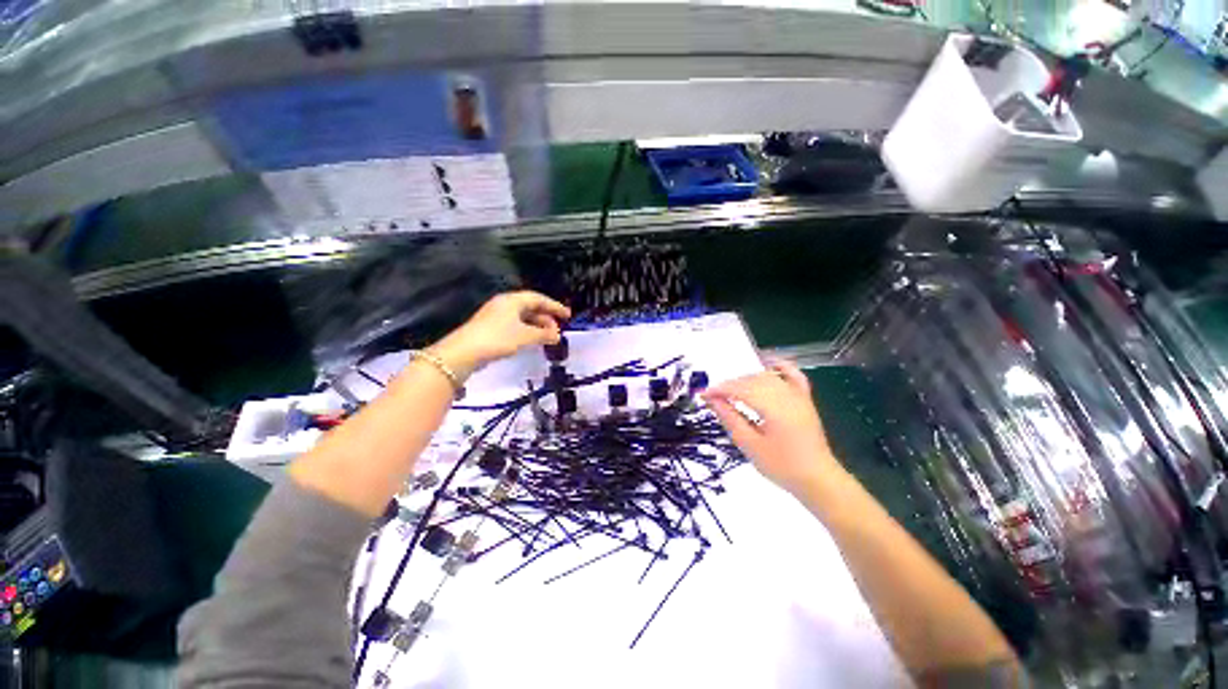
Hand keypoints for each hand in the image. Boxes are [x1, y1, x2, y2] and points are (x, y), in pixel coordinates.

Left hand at [430, 291, 570, 378]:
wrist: (464, 353)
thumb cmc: (498, 339)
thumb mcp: (525, 336)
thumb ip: (544, 334)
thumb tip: (557, 335)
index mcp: (512, 301)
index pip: (539, 299)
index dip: (554, 306)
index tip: (567, 315)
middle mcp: (504, 305)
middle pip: (530, 307)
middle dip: (546, 318)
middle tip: (557, 330)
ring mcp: (496, 316)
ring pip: (523, 318)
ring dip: (537, 326)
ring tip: (547, 338)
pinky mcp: (490, 328)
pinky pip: (515, 325)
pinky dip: (527, 331)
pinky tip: (531, 341)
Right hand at [704, 359, 841, 496]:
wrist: (819, 480)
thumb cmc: (782, 467)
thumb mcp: (750, 445)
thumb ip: (730, 418)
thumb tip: (713, 400)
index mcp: (773, 407)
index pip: (740, 389)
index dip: (719, 390)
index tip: (703, 395)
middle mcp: (786, 395)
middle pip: (752, 380)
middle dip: (730, 385)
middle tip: (713, 397)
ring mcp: (798, 396)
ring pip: (767, 377)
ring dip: (747, 379)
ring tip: (732, 391)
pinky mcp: (805, 399)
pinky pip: (793, 375)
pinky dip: (780, 367)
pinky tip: (767, 363)